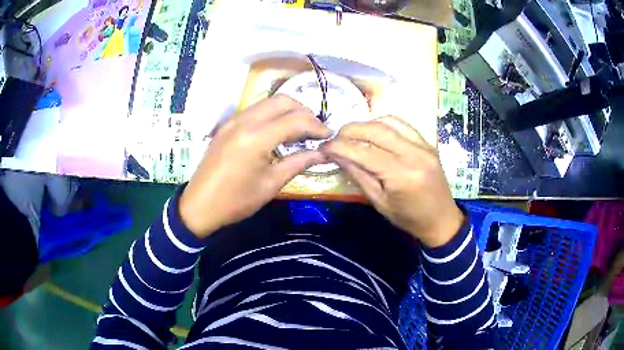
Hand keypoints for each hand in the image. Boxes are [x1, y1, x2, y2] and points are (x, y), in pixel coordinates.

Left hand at [179, 95, 330, 237]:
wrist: (199, 205)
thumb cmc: (236, 201)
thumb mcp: (271, 185)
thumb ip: (298, 163)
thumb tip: (323, 153)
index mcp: (256, 138)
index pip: (295, 120)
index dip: (316, 126)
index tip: (329, 136)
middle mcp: (244, 121)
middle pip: (283, 101)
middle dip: (304, 112)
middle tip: (314, 130)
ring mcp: (233, 120)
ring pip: (268, 102)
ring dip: (287, 111)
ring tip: (299, 130)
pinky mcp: (227, 124)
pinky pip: (255, 110)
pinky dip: (271, 114)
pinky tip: (277, 131)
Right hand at [322, 116, 463, 247]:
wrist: (442, 220)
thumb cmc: (408, 219)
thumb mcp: (379, 202)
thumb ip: (358, 175)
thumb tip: (336, 155)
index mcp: (401, 176)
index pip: (364, 152)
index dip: (340, 147)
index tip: (324, 146)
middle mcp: (414, 154)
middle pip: (376, 130)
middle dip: (350, 130)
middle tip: (335, 138)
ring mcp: (424, 145)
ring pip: (389, 122)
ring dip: (366, 124)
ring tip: (353, 135)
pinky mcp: (428, 142)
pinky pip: (403, 124)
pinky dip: (384, 124)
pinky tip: (374, 132)